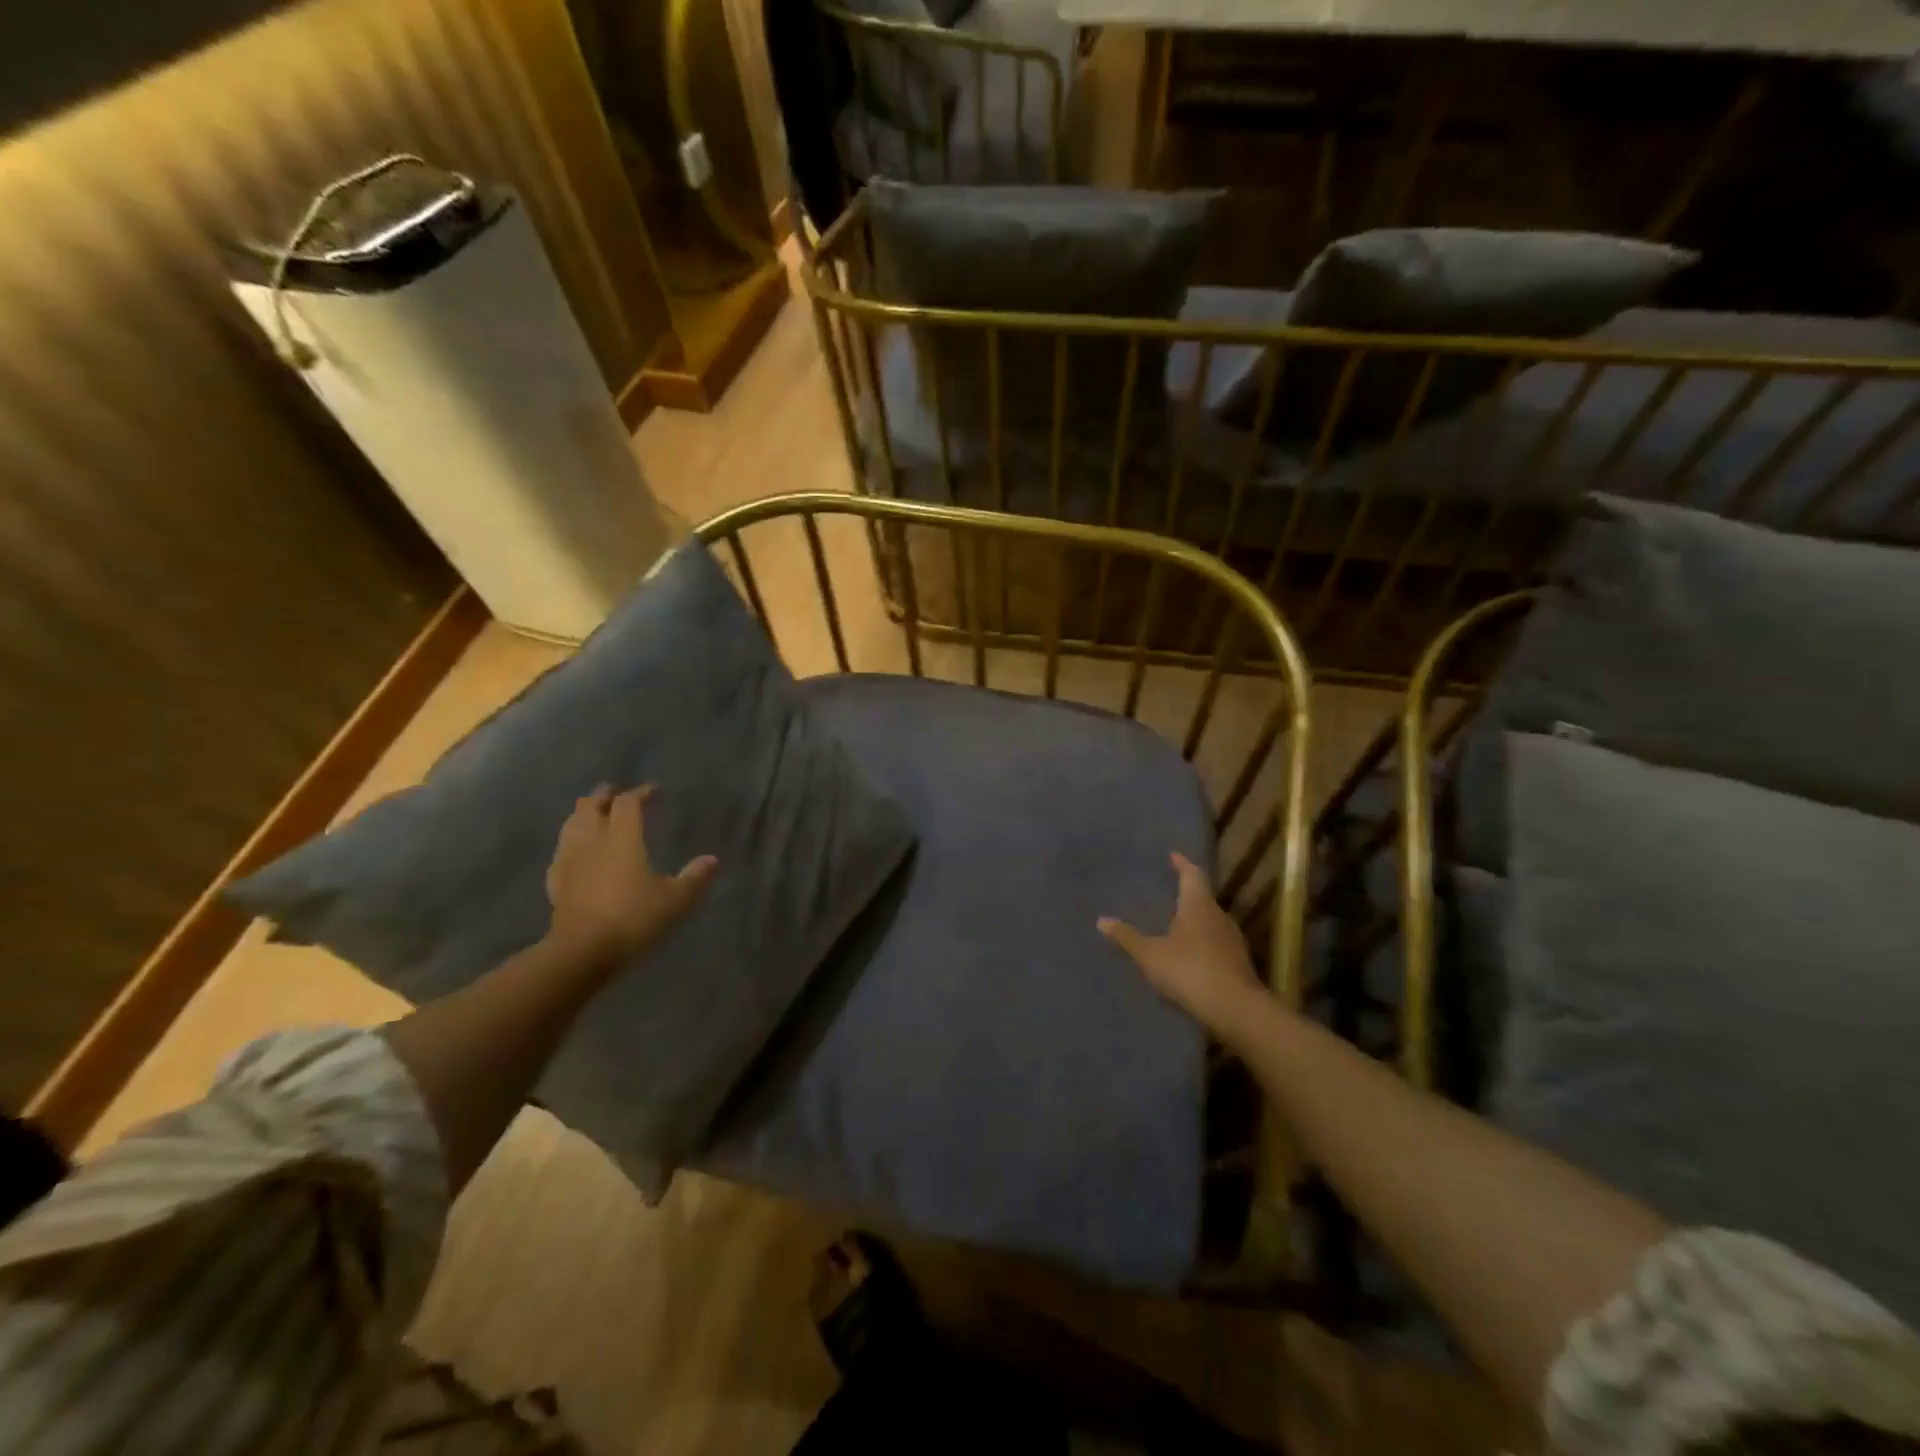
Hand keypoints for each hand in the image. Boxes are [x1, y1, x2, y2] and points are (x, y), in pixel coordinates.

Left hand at [544, 785, 716, 968]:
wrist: (581, 952)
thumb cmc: (633, 919)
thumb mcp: (675, 901)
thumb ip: (694, 878)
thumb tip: (712, 860)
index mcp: (623, 838)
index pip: (628, 803)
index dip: (641, 793)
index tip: (654, 791)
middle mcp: (593, 841)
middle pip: (591, 806)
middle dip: (604, 795)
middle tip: (615, 792)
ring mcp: (569, 861)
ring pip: (571, 825)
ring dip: (583, 814)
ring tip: (592, 815)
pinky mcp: (555, 883)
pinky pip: (560, 853)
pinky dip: (570, 844)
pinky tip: (574, 853)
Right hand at [1099, 852, 1261, 1030]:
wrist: (1235, 1010)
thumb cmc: (1190, 971)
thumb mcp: (1150, 955)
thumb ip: (1127, 938)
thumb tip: (1101, 920)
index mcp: (1198, 905)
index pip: (1192, 874)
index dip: (1182, 863)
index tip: (1173, 855)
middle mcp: (1219, 916)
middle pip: (1203, 897)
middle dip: (1186, 894)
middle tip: (1168, 892)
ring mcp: (1232, 941)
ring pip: (1210, 922)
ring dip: (1194, 920)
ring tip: (1174, 924)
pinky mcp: (1238, 964)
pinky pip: (1215, 944)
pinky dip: (1201, 943)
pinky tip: (1188, 955)